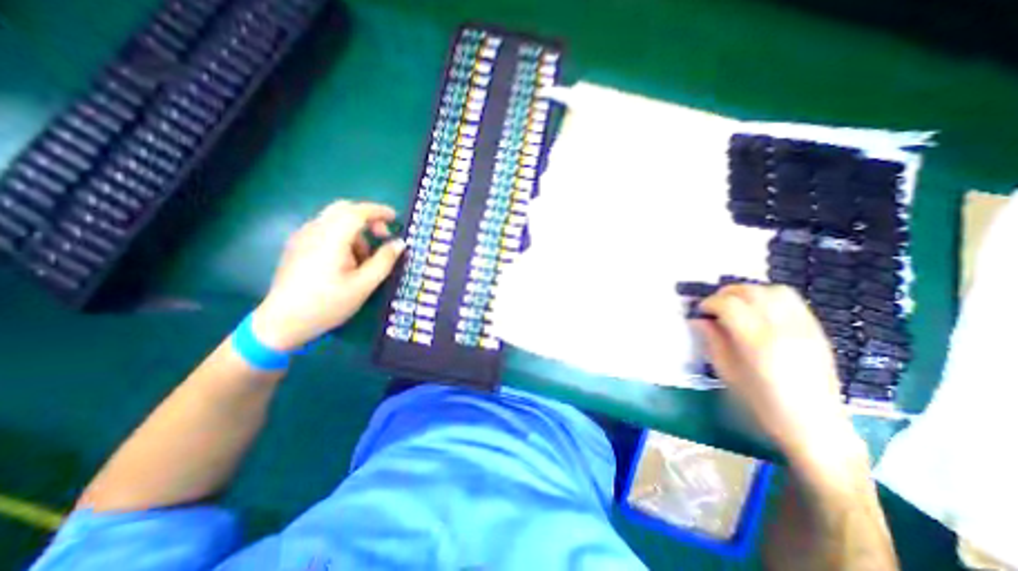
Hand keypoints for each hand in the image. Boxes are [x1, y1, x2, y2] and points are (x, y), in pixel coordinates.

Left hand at [247, 201, 403, 350]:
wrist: (282, 322)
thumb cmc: (328, 304)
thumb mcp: (364, 285)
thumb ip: (384, 261)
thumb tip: (400, 243)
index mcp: (331, 238)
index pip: (357, 212)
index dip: (379, 211)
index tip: (395, 219)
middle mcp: (313, 231)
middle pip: (343, 209)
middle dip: (367, 218)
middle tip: (383, 236)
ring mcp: (301, 237)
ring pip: (334, 220)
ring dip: (355, 231)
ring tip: (364, 258)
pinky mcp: (296, 246)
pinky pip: (324, 230)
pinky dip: (342, 236)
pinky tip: (346, 260)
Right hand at [697, 287, 861, 467]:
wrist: (815, 424)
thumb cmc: (762, 402)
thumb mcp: (726, 372)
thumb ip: (712, 341)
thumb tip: (698, 319)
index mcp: (757, 342)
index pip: (729, 305)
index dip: (710, 302)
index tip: (701, 311)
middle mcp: (783, 328)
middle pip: (751, 292)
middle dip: (726, 293)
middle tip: (715, 306)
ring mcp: (804, 327)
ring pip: (774, 290)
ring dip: (750, 292)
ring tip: (738, 304)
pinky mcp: (816, 330)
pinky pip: (792, 300)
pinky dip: (770, 297)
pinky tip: (760, 310)